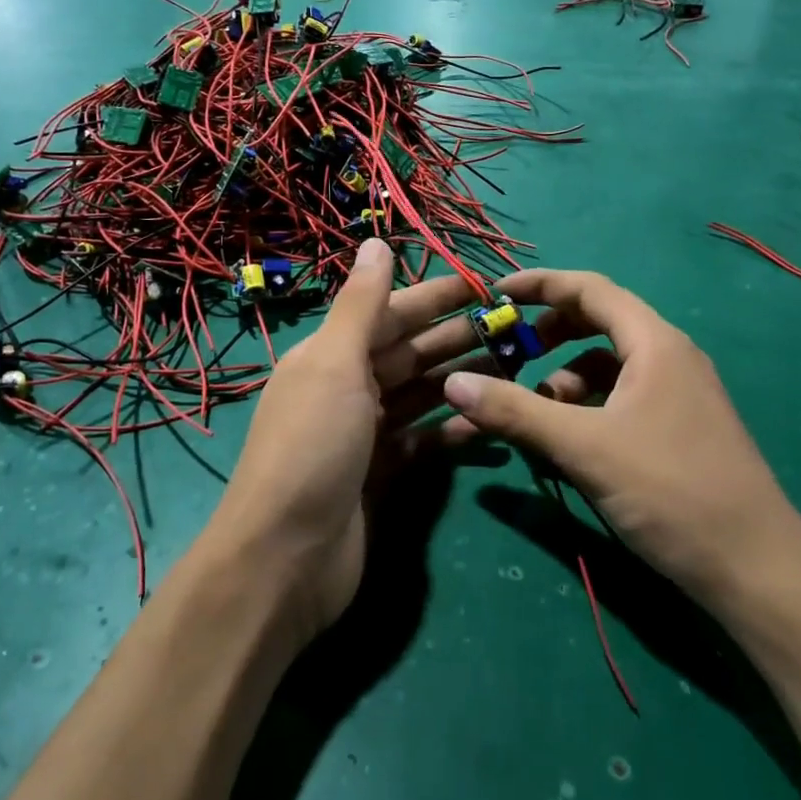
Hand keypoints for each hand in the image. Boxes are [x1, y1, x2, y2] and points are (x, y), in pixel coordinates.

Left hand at [202, 242, 480, 646]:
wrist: (286, 558)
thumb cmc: (312, 447)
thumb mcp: (334, 364)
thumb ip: (360, 305)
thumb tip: (374, 241)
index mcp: (330, 355)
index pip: (390, 314)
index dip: (435, 297)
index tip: (484, 285)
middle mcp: (346, 388)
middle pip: (409, 353)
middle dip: (456, 337)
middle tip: (514, 328)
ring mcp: (364, 434)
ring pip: (421, 394)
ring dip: (461, 378)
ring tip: (513, 367)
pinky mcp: (382, 476)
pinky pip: (423, 441)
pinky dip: (452, 430)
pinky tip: (486, 420)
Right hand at [438, 269, 800, 604]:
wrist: (757, 570)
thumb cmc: (671, 491)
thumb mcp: (584, 448)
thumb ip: (516, 411)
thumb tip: (452, 382)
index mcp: (654, 343)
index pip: (590, 288)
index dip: (540, 284)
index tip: (495, 294)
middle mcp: (669, 357)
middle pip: (599, 322)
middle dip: (549, 333)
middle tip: (508, 353)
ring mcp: (678, 394)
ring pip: (609, 365)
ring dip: (566, 376)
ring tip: (535, 411)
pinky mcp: (679, 428)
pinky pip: (622, 397)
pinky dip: (587, 406)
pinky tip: (568, 440)